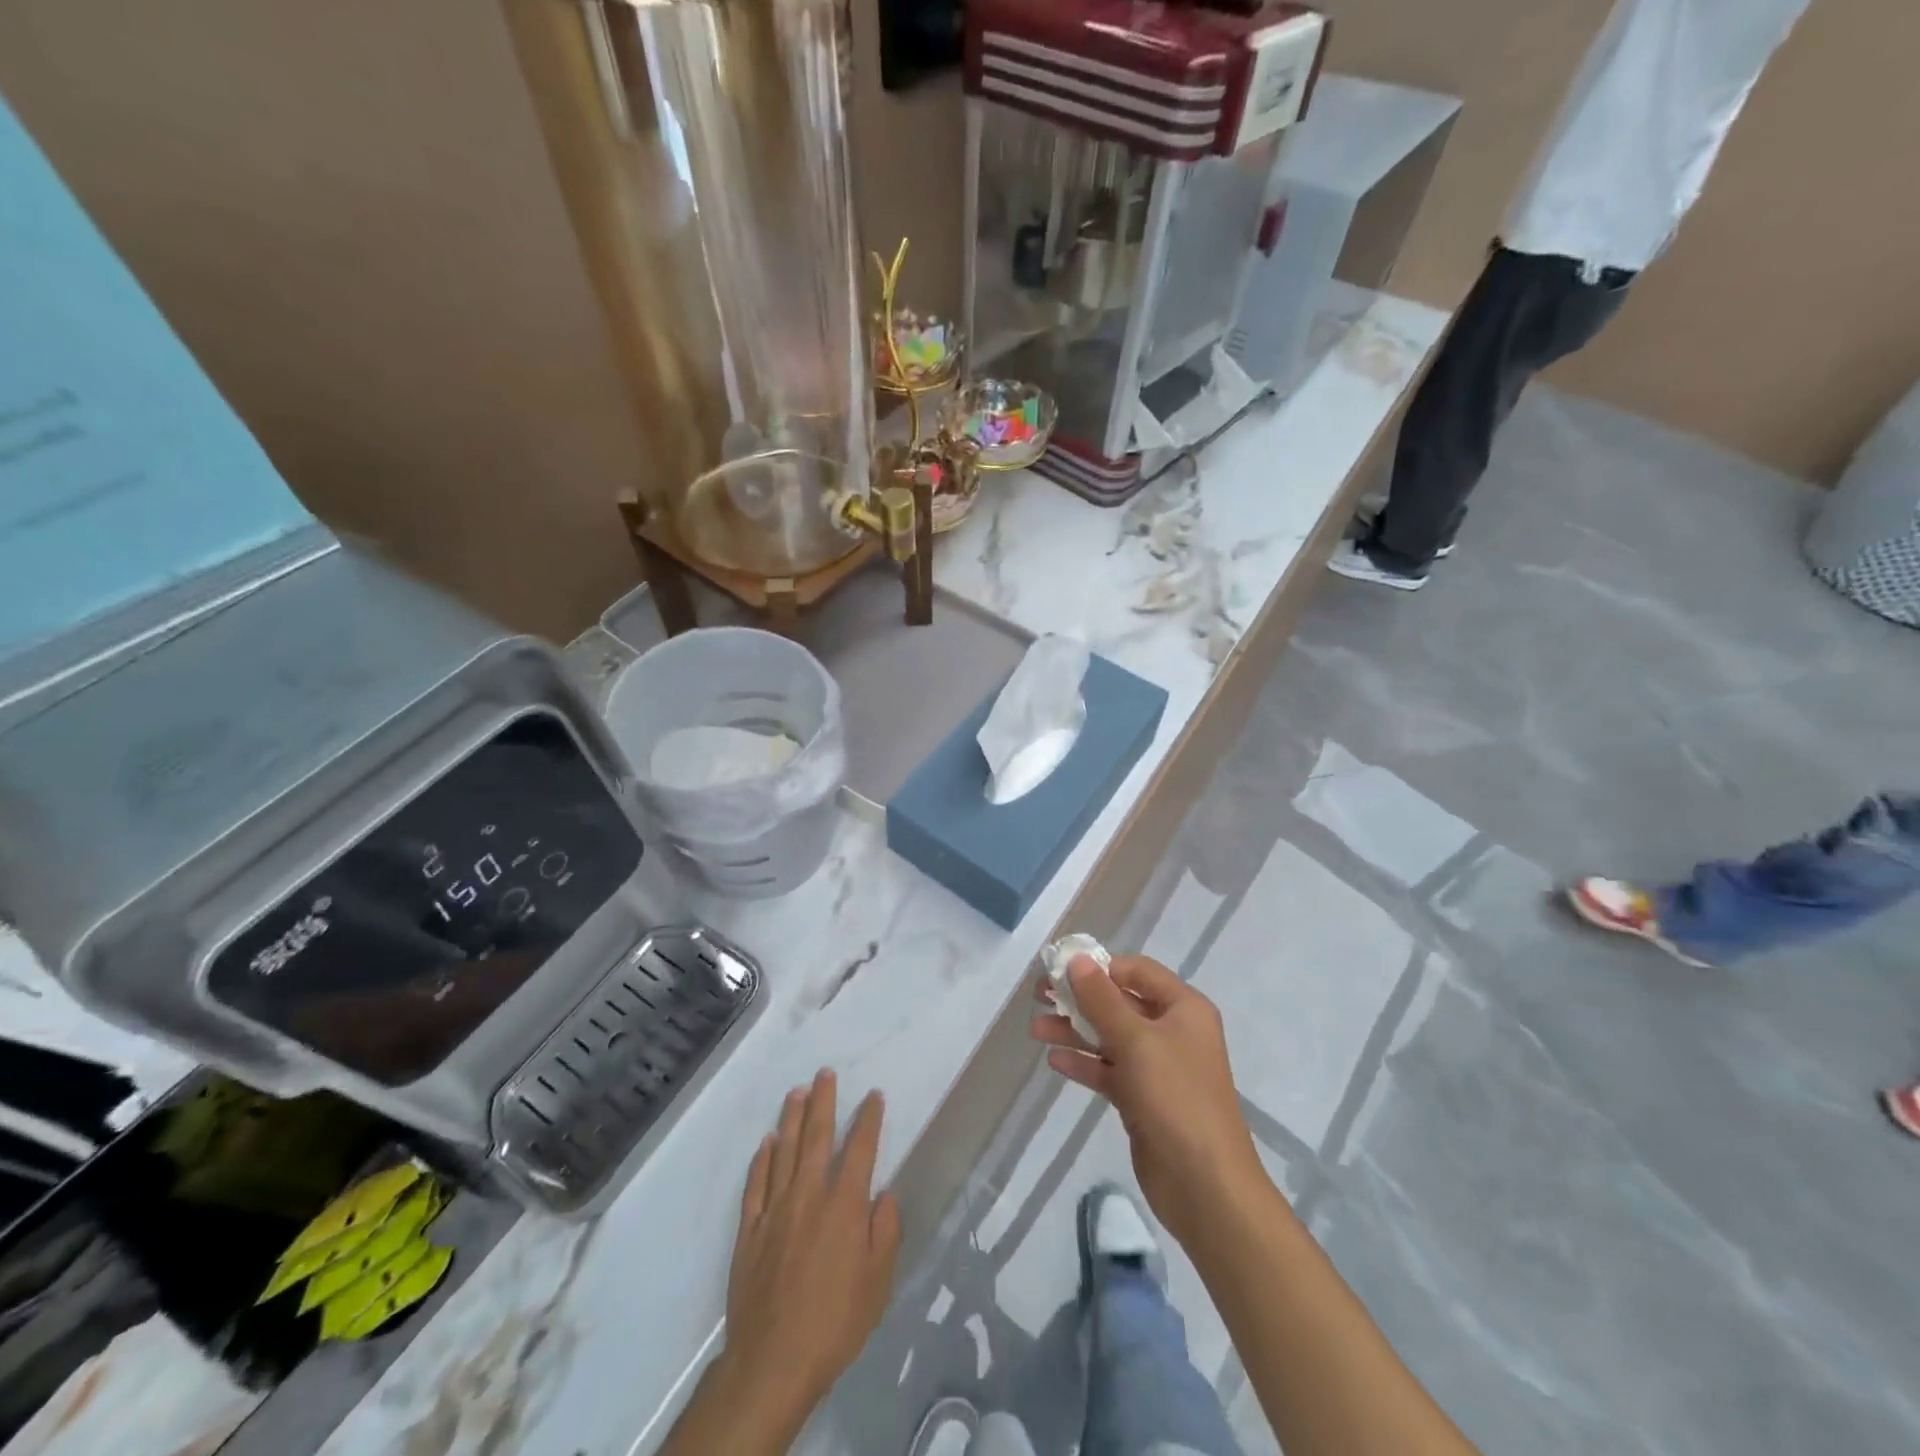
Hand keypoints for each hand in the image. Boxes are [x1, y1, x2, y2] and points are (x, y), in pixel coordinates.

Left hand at [709, 1070, 900, 1447]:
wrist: (773, 1361)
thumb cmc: (835, 1322)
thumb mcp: (878, 1282)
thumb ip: (885, 1231)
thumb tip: (884, 1194)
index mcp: (844, 1205)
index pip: (859, 1148)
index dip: (868, 1119)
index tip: (873, 1095)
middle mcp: (809, 1195)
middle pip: (816, 1137)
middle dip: (823, 1102)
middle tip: (824, 1073)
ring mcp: (775, 1210)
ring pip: (783, 1152)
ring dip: (790, 1119)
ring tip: (796, 1092)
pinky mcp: (749, 1230)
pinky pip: (755, 1184)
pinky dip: (761, 1160)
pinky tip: (766, 1143)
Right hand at [1032, 955, 1263, 1247]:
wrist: (1205, 1186)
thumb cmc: (1176, 1098)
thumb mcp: (1136, 1041)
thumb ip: (1101, 999)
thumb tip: (1077, 959)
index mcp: (1183, 1008)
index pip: (1137, 971)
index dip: (1099, 966)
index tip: (1060, 968)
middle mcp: (1172, 1032)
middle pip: (1120, 1003)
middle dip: (1080, 998)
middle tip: (1039, 996)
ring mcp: (1158, 1068)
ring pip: (1110, 1038)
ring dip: (1075, 1031)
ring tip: (1036, 1029)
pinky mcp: (1143, 1099)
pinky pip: (1109, 1070)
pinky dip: (1084, 1063)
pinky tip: (1054, 1060)